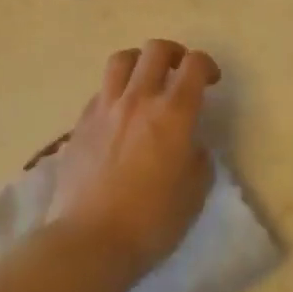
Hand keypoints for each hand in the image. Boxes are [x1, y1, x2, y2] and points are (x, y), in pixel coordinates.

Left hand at [49, 40, 217, 280]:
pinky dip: (115, 92)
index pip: (194, 65)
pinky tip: (119, 115)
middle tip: (179, 71)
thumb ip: (198, 159)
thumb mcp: (194, 193)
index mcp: (173, 113)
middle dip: (173, 53)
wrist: (89, 241)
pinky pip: (101, 91)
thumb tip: (191, 146)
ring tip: (145, 80)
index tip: (211, 80)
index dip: (206, 65)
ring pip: (121, 60)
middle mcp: (139, 99)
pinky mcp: (80, 124)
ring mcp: (105, 108)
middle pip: (155, 50)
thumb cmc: (151, 221)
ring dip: (139, 62)